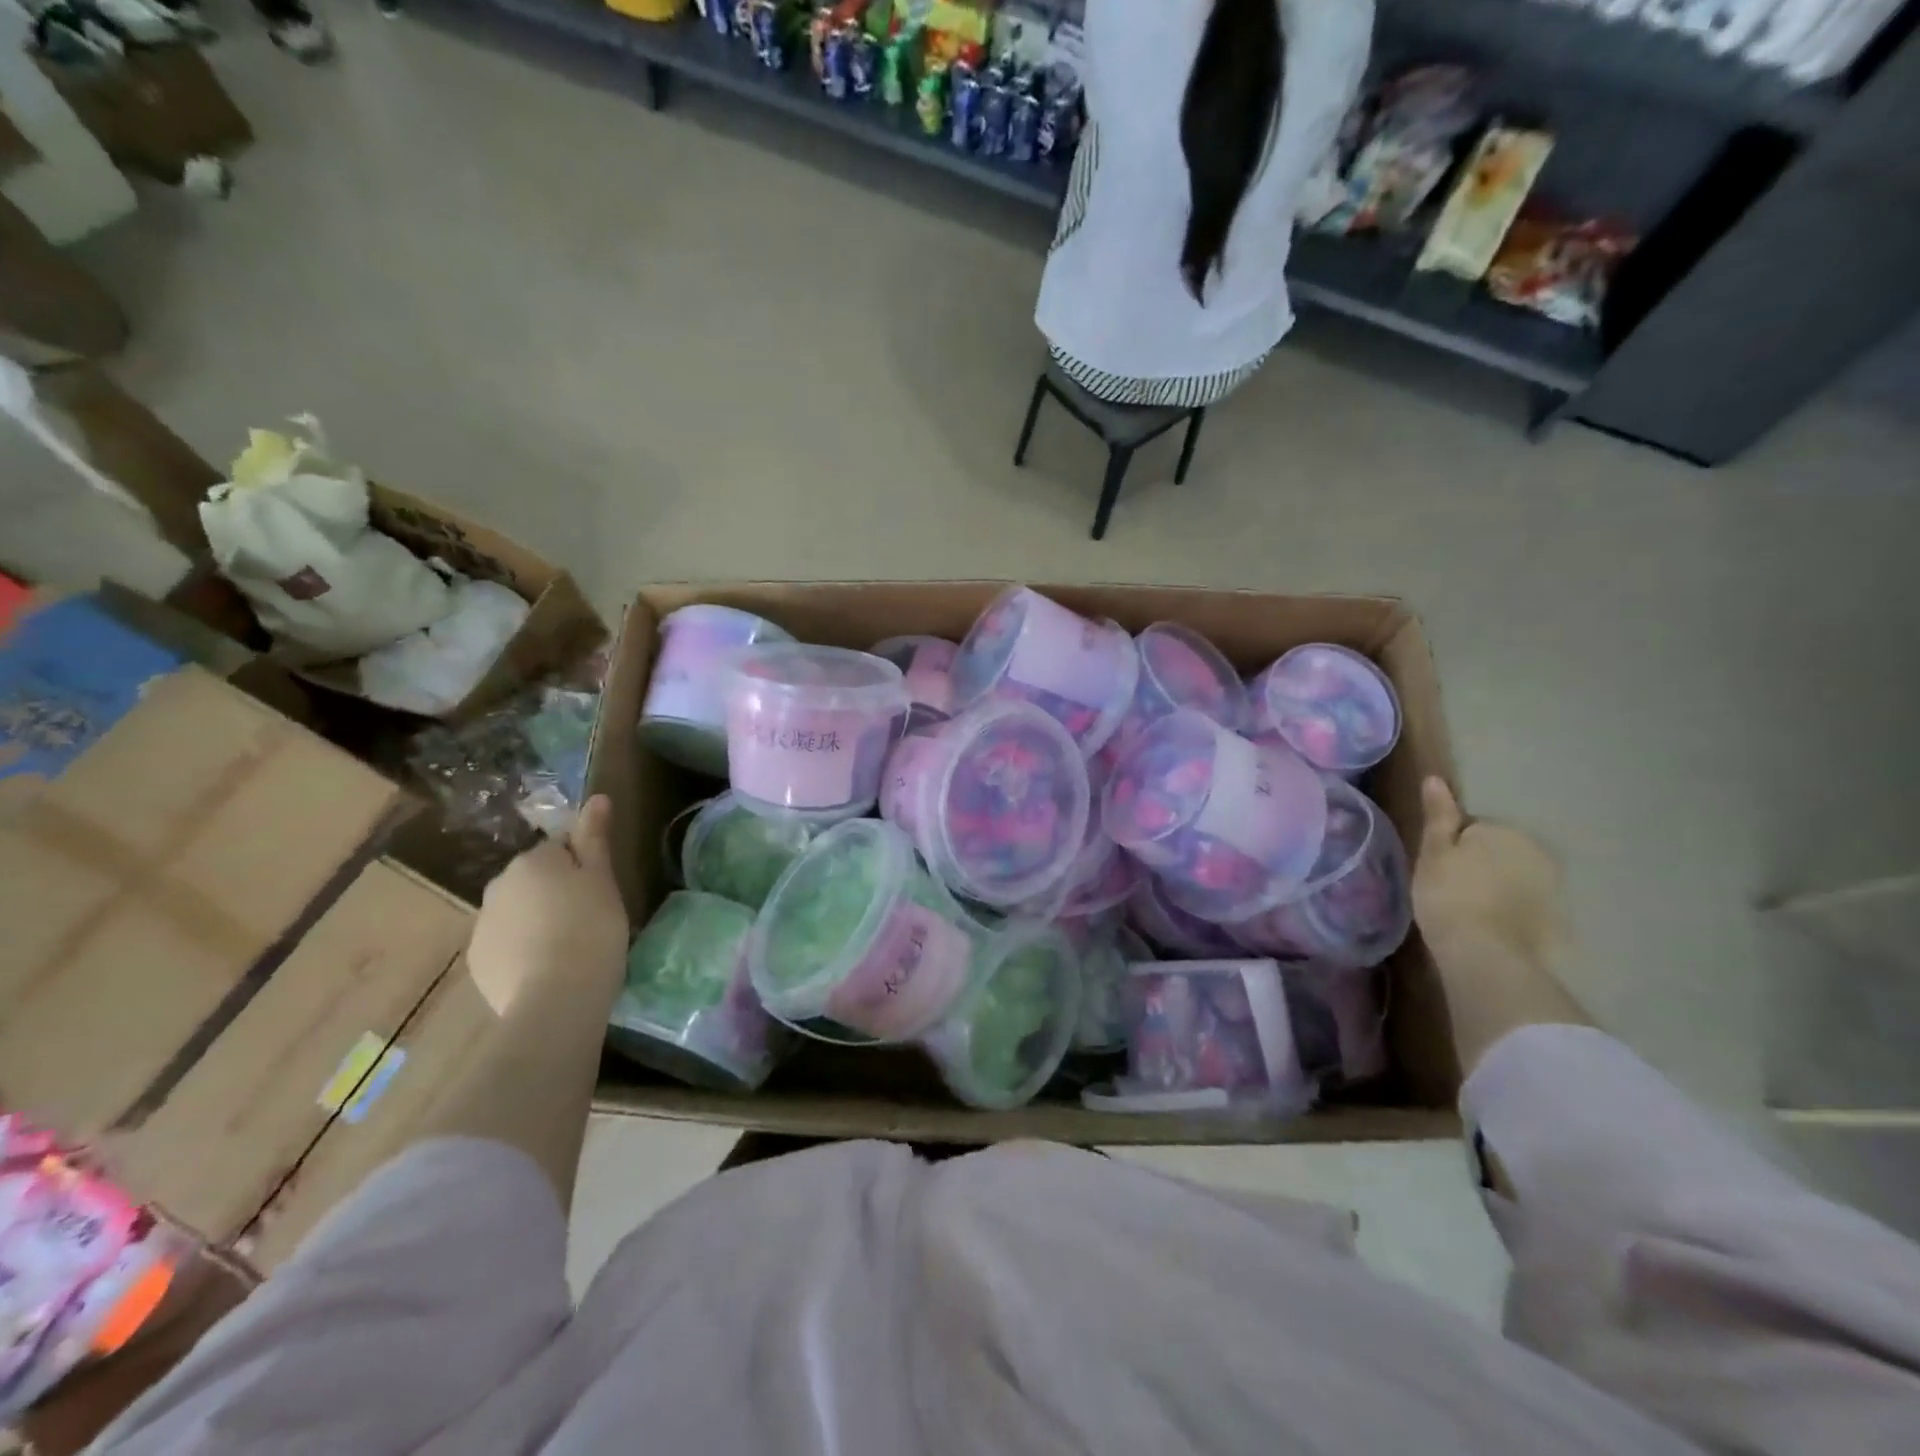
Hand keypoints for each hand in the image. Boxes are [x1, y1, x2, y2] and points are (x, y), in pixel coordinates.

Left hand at [467, 795, 629, 1012]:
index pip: (559, 850)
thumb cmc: (591, 929)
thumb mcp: (603, 880)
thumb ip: (595, 838)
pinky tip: (546, 969)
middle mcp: (498, 885)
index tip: (600, 892)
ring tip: (568, 948)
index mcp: (532, 861)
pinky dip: (522, 951)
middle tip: (588, 918)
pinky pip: (505, 944)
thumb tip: (596, 797)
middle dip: (554, 893)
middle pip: (533, 880)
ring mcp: (483, 925)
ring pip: (518, 912)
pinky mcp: (478, 962)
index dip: (582, 869)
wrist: (556, 998)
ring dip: (537, 921)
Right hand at [1413, 777, 1566, 971]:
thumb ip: (1438, 816)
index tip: (1438, 870)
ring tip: (1472, 912)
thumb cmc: (1449, 895)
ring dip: (1498, 888)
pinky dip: (1514, 911)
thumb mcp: (1433, 852)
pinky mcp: (1559, 918)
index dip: (1451, 848)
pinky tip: (1493, 928)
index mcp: (1503, 830)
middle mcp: (1536, 850)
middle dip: (1480, 864)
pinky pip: (1529, 905)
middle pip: (1498, 851)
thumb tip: (1436, 779)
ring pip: (1515, 878)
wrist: (1486, 955)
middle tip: (1451, 890)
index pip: (1472, 829)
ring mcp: (1553, 886)